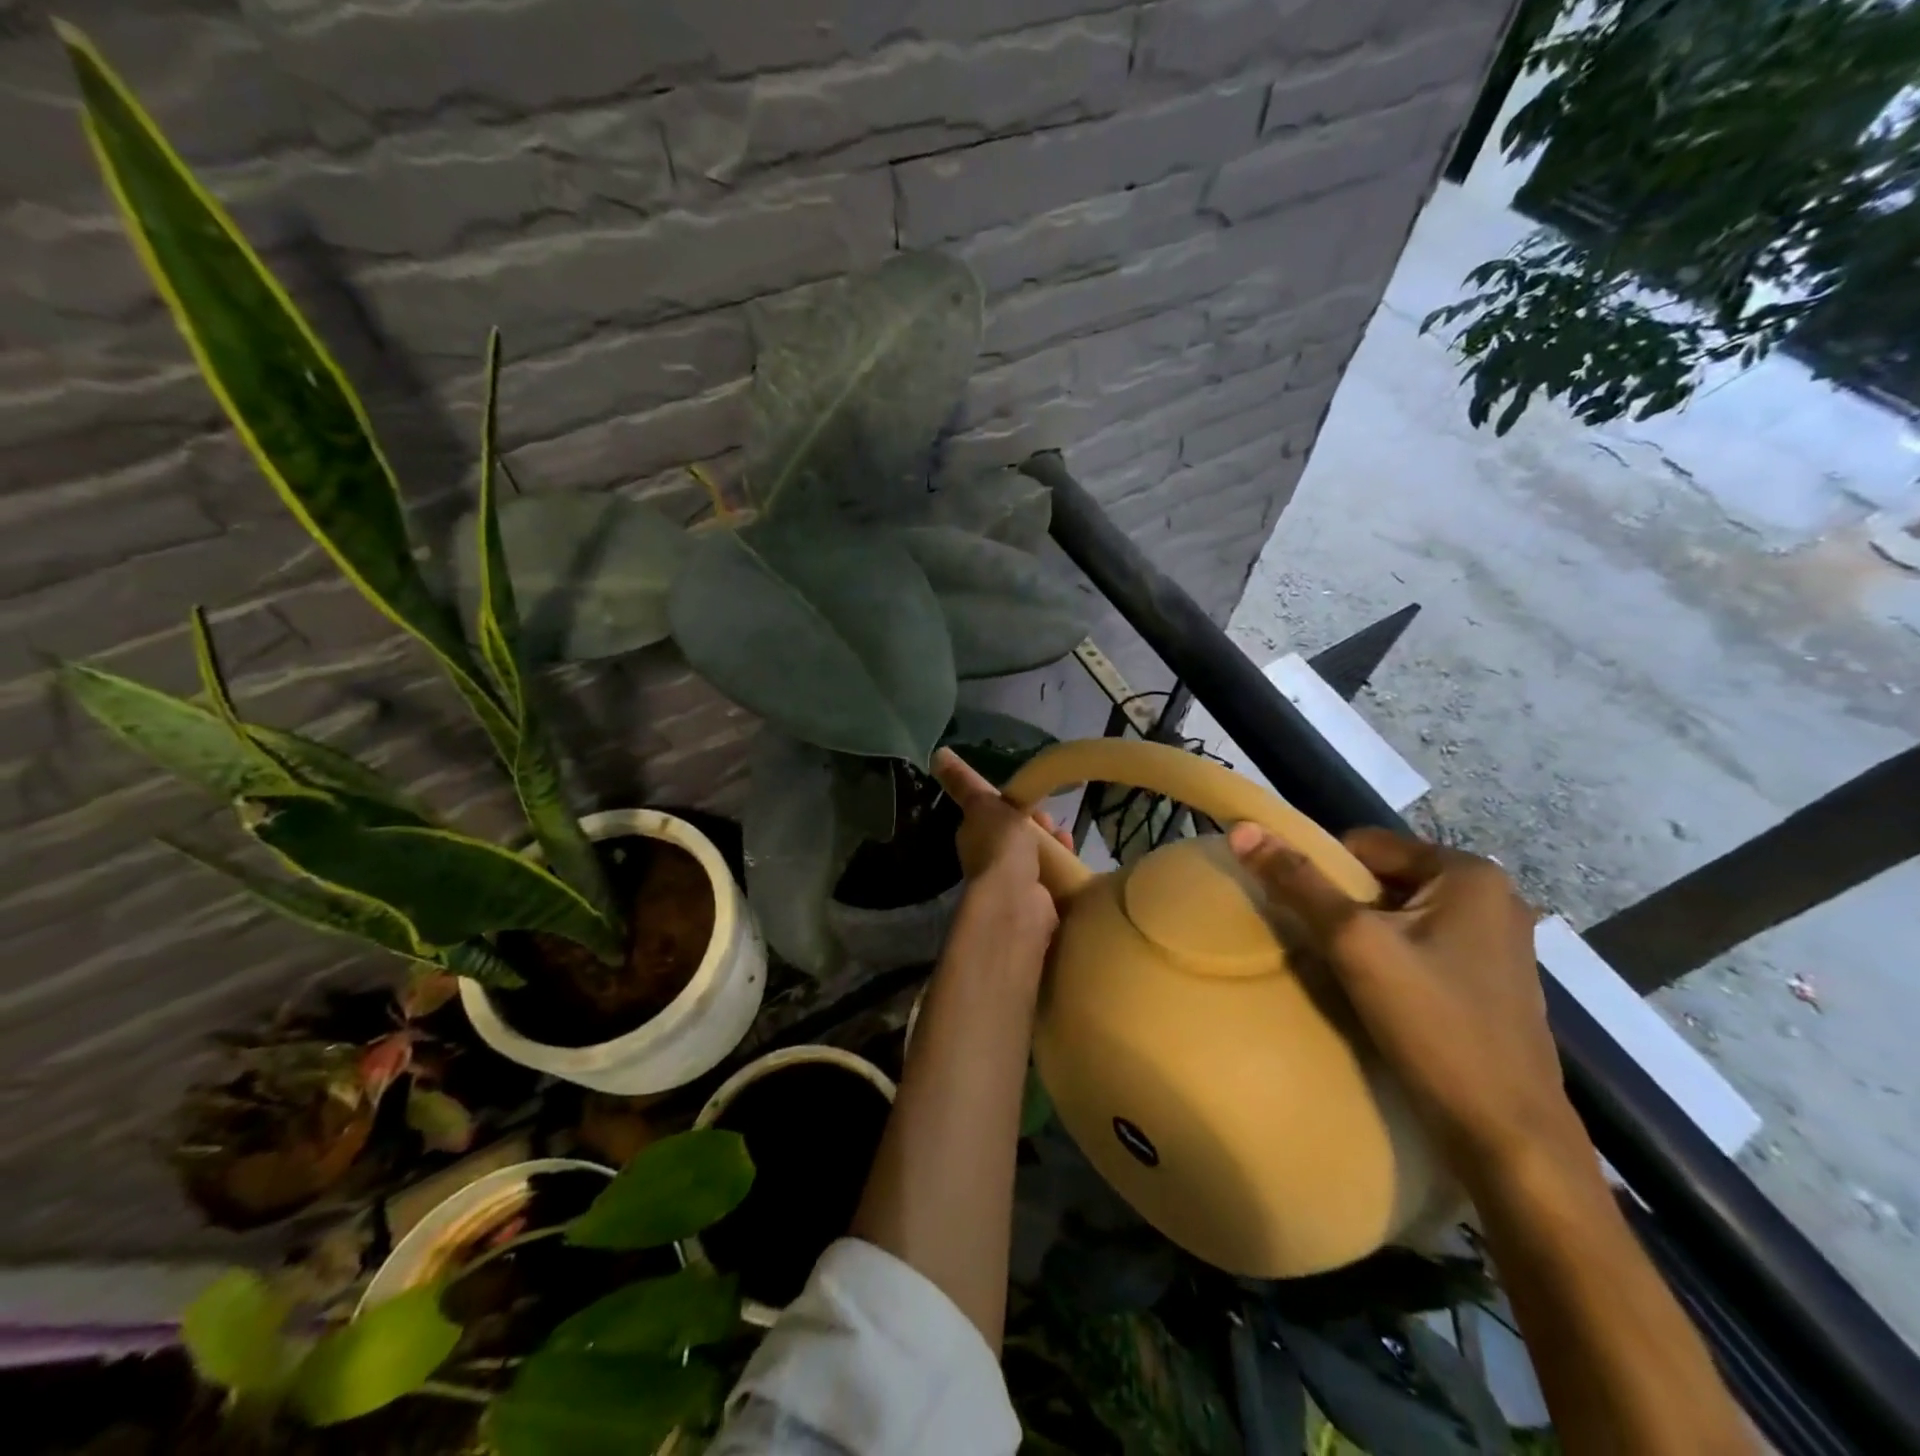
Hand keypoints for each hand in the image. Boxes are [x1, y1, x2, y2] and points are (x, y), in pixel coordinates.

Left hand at [931, 748, 1071, 948]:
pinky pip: (1053, 878)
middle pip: (1021, 836)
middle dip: (1040, 826)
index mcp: (975, 837)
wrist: (1017, 900)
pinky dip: (1064, 867)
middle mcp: (992, 861)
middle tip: (1052, 822)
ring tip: (1066, 839)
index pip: (997, 816)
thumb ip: (964, 781)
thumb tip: (937, 753)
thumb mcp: (982, 802)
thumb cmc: (999, 846)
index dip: (1017, 806)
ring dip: (1054, 845)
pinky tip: (1072, 859)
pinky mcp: (1038, 902)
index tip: (1033, 802)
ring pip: (1039, 857)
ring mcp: (1015, 884)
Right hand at [1228, 823, 1587, 1190]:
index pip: (1364, 844)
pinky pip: (1422, 945)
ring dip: (1364, 935)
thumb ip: (1298, 882)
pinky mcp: (1492, 979)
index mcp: (1468, 872)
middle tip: (1321, 947)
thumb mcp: (1354, 944)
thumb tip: (1242, 829)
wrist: (1507, 1135)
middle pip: (1383, 878)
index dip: (1323, 873)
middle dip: (1344, 907)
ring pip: (1399, 915)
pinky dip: (1391, 958)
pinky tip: (1378, 993)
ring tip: (1344, 972)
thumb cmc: (1433, 1024)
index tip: (1302, 915)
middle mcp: (1492, 896)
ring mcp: (1498, 941)